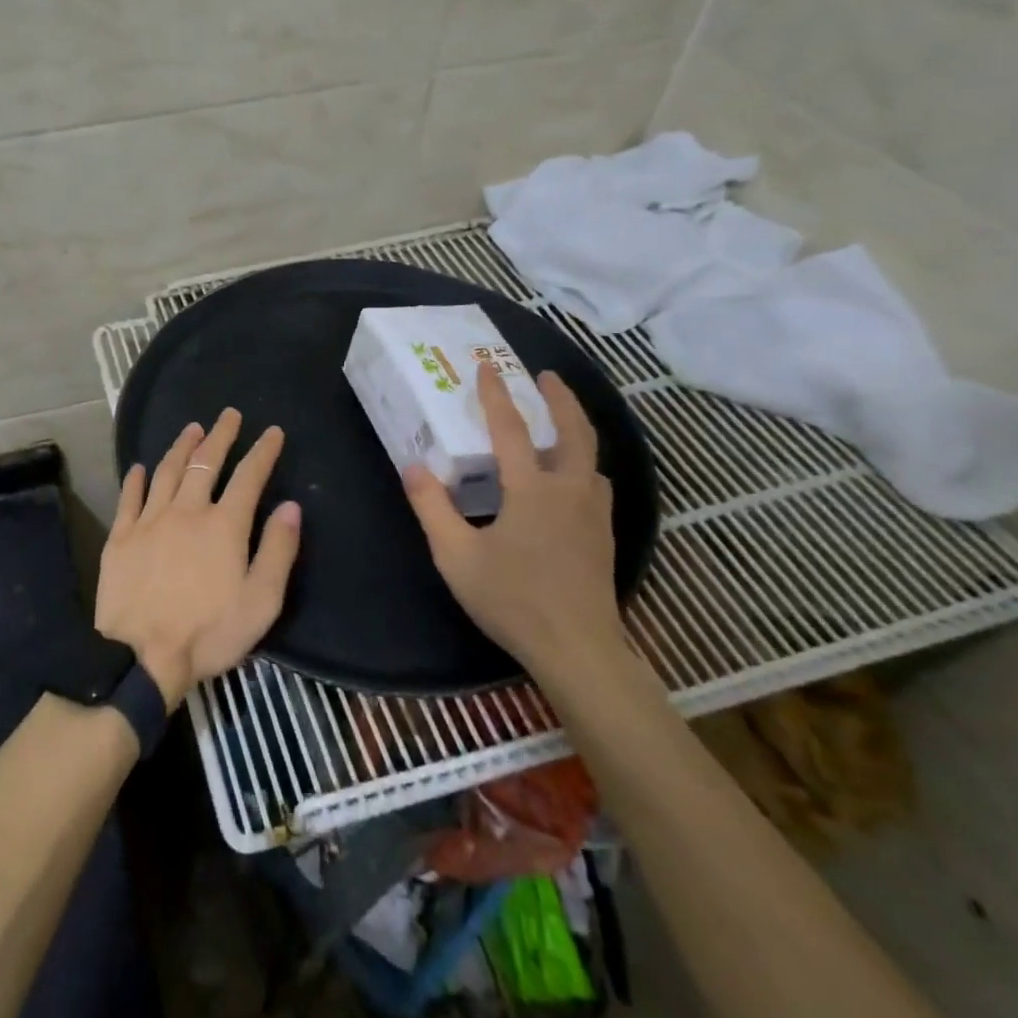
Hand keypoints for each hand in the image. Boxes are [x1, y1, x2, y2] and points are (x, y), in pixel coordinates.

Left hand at [94, 409, 302, 709]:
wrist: (140, 656)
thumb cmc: (208, 633)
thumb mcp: (261, 602)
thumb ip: (278, 551)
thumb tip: (290, 507)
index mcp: (223, 526)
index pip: (249, 477)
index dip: (263, 452)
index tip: (272, 432)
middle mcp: (186, 512)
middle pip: (205, 463)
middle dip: (220, 435)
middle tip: (229, 414)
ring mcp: (149, 521)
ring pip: (167, 472)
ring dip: (181, 447)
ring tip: (192, 428)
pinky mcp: (121, 537)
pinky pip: (130, 498)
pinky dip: (136, 479)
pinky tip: (140, 468)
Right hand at [402, 364, 622, 684]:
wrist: (578, 650)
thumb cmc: (512, 599)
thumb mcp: (456, 555)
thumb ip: (432, 507)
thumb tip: (414, 466)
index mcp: (532, 490)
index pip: (511, 430)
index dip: (496, 396)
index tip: (487, 367)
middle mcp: (569, 492)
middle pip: (574, 432)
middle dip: (560, 399)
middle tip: (546, 377)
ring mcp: (593, 514)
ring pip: (592, 458)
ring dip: (577, 429)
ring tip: (560, 422)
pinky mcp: (603, 536)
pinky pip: (596, 483)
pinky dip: (583, 463)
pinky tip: (571, 479)